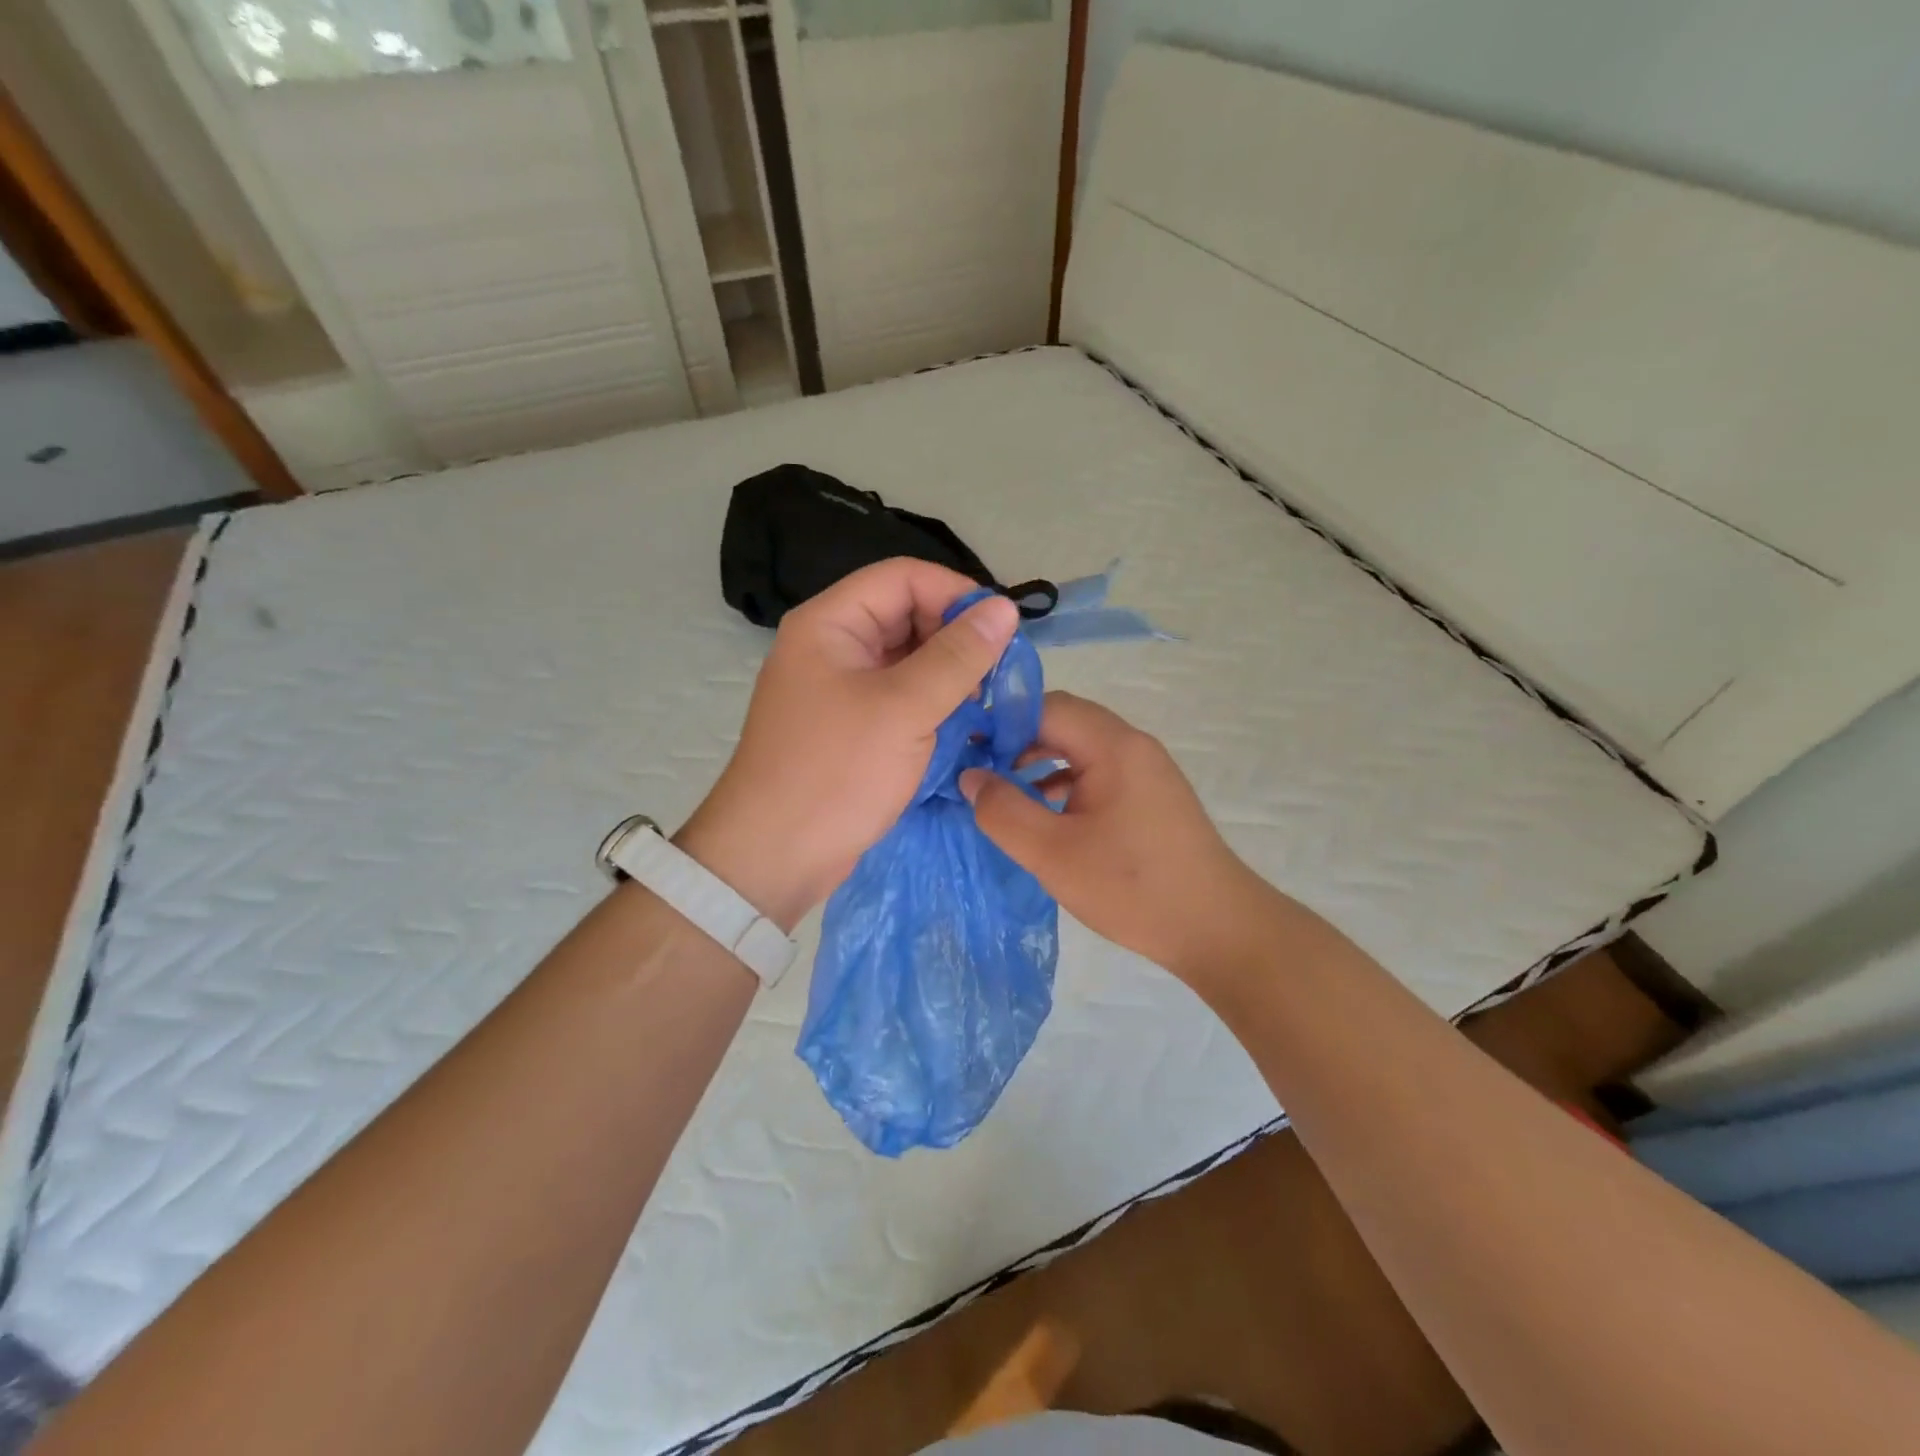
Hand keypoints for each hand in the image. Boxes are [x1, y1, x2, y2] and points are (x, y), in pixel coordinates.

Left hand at [678, 559, 1018, 929]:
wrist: (774, 857)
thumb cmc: (835, 773)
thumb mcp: (904, 709)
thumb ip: (958, 656)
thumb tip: (1004, 608)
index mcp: (832, 624)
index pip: (904, 578)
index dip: (956, 594)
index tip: (1002, 630)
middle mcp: (835, 647)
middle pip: (908, 616)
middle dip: (957, 638)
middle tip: (1001, 673)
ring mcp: (843, 689)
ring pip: (909, 660)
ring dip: (951, 675)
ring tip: (989, 702)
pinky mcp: (854, 727)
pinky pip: (903, 698)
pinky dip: (936, 705)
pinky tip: (967, 725)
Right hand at [959, 693, 1267, 984]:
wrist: (1218, 930)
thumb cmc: (1132, 888)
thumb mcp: (1052, 853)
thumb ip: (1003, 811)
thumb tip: (971, 778)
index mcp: (1113, 746)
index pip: (1046, 706)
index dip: (1000, 723)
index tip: (966, 751)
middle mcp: (1133, 745)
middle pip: (1064, 722)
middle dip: (1017, 741)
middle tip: (980, 773)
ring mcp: (1146, 770)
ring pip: (1080, 748)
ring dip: (1040, 762)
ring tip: (1005, 794)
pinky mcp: (1151, 796)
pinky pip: (1098, 772)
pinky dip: (1065, 782)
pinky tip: (1046, 814)